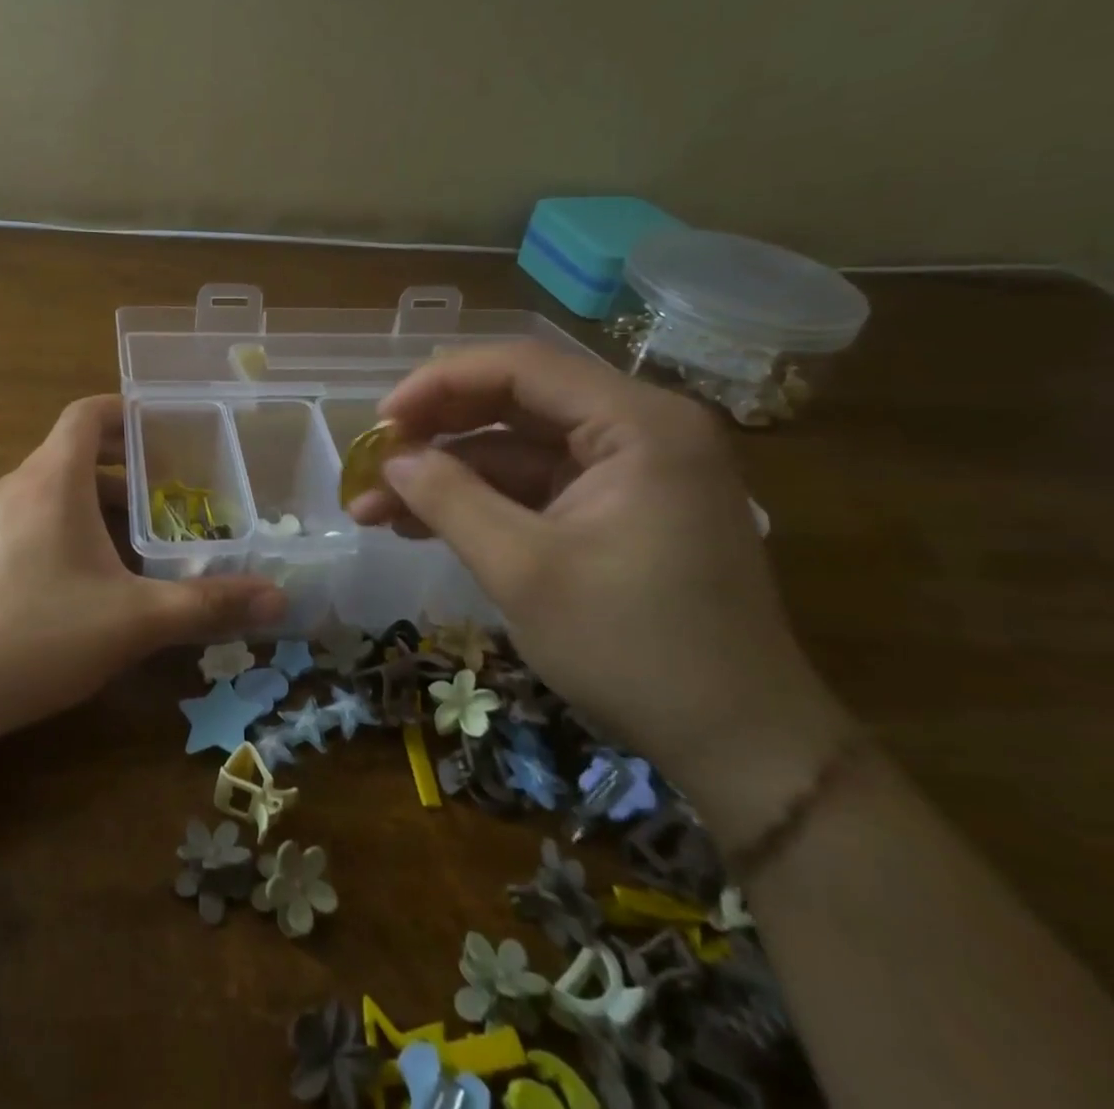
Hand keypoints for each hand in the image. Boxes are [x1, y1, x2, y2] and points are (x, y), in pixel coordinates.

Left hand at [0, 395, 285, 742]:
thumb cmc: (38, 634)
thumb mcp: (134, 620)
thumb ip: (207, 605)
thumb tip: (279, 600)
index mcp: (51, 480)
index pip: (86, 414)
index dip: (126, 411)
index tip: (165, 428)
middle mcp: (15, 488)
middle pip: (72, 452)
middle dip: (124, 465)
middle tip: (170, 487)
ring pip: (51, 490)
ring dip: (95, 500)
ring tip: (137, 536)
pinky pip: (29, 520)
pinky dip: (65, 527)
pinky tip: (86, 578)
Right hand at [347, 342, 851, 817]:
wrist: (740, 745)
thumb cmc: (634, 649)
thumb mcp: (523, 570)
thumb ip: (449, 499)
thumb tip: (390, 457)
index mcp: (638, 424)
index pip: (520, 367)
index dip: (438, 384)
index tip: (379, 421)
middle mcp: (640, 429)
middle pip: (515, 401)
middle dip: (436, 432)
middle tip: (373, 461)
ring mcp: (630, 470)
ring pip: (516, 448)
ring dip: (447, 474)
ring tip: (375, 507)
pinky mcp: (618, 508)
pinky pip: (534, 486)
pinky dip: (479, 501)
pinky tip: (420, 524)